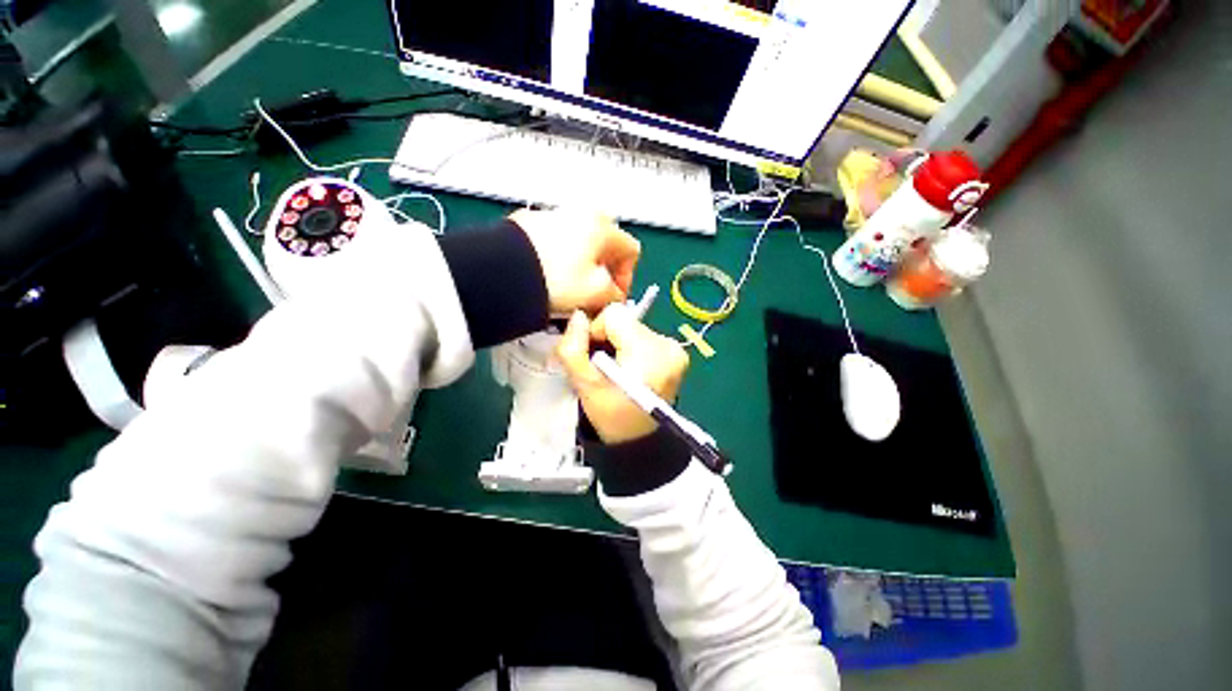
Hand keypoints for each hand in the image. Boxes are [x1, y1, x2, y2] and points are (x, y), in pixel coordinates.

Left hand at [511, 209, 640, 314]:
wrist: (502, 271)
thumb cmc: (556, 280)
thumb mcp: (596, 293)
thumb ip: (615, 295)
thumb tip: (614, 296)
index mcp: (602, 226)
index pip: (631, 251)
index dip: (627, 278)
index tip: (615, 297)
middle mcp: (580, 213)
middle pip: (606, 246)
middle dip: (604, 271)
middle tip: (595, 293)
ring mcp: (553, 216)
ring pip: (580, 244)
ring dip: (582, 267)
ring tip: (570, 290)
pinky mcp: (531, 225)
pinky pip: (557, 243)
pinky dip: (560, 260)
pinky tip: (550, 279)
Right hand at [556, 304, 689, 443]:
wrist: (639, 440)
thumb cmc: (612, 417)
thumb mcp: (584, 385)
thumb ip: (573, 348)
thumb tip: (578, 316)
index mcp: (649, 352)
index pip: (615, 314)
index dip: (597, 331)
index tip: (595, 357)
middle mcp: (668, 345)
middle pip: (626, 320)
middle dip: (609, 339)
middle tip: (605, 367)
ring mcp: (676, 349)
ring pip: (634, 327)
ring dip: (621, 343)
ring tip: (618, 370)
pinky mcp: (677, 354)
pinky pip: (646, 337)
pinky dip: (633, 348)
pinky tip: (631, 370)